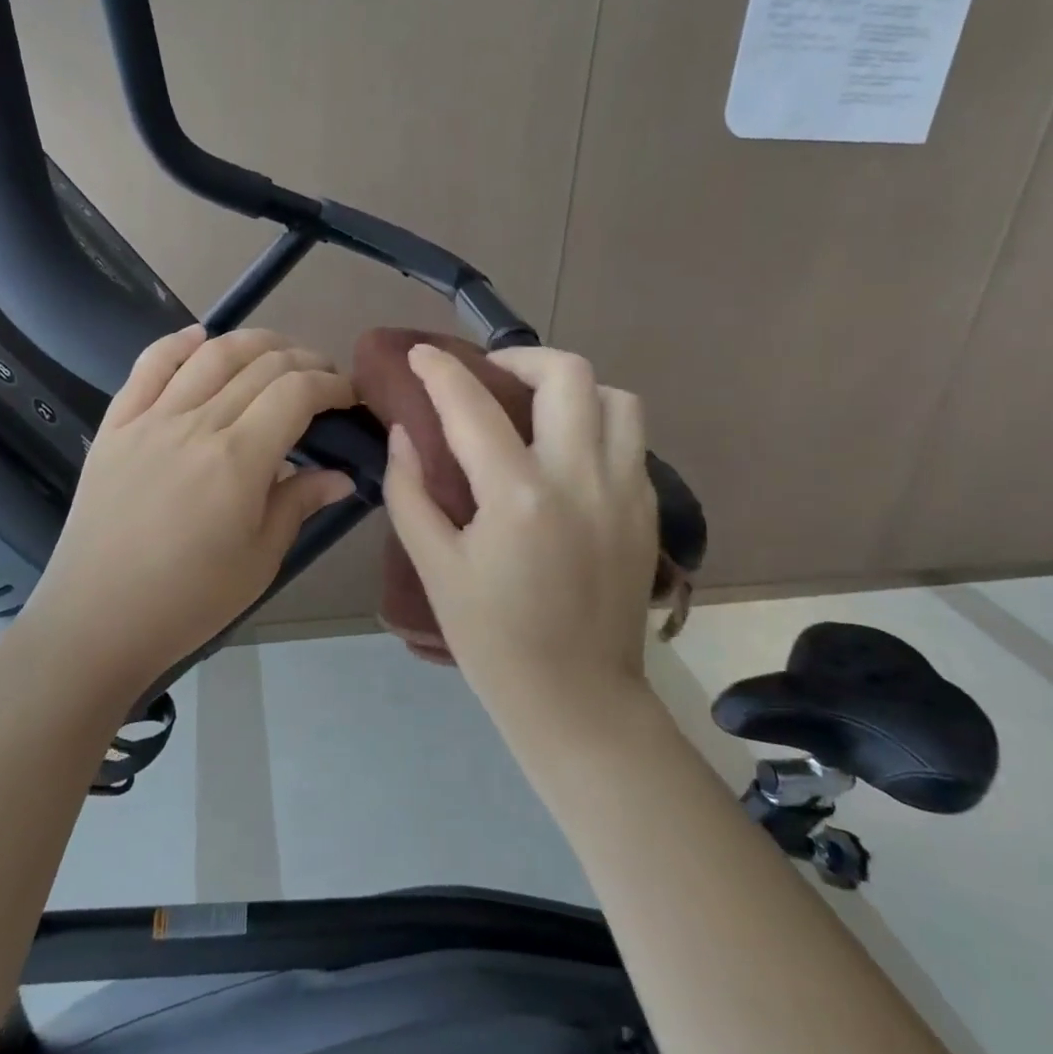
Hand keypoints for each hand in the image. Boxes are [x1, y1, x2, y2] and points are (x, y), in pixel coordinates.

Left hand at [20, 325, 357, 697]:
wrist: (97, 620)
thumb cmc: (189, 600)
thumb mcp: (260, 559)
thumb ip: (299, 503)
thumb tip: (341, 475)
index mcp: (238, 459)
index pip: (296, 393)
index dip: (331, 385)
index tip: (350, 395)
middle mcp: (196, 424)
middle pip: (260, 366)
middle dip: (304, 361)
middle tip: (324, 377)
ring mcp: (150, 419)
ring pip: (210, 355)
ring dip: (253, 342)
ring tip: (279, 351)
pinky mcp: (116, 426)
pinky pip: (148, 366)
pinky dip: (178, 343)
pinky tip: (201, 337)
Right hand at [383, 344, 659, 739]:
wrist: (577, 699)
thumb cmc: (493, 640)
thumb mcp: (435, 567)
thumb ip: (410, 492)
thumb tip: (405, 433)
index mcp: (518, 496)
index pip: (472, 406)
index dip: (441, 370)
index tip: (421, 354)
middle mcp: (581, 478)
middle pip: (568, 374)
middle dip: (521, 358)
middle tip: (491, 376)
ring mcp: (626, 491)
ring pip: (616, 398)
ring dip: (572, 388)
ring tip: (538, 408)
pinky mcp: (647, 510)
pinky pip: (630, 438)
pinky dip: (597, 424)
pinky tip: (566, 453)